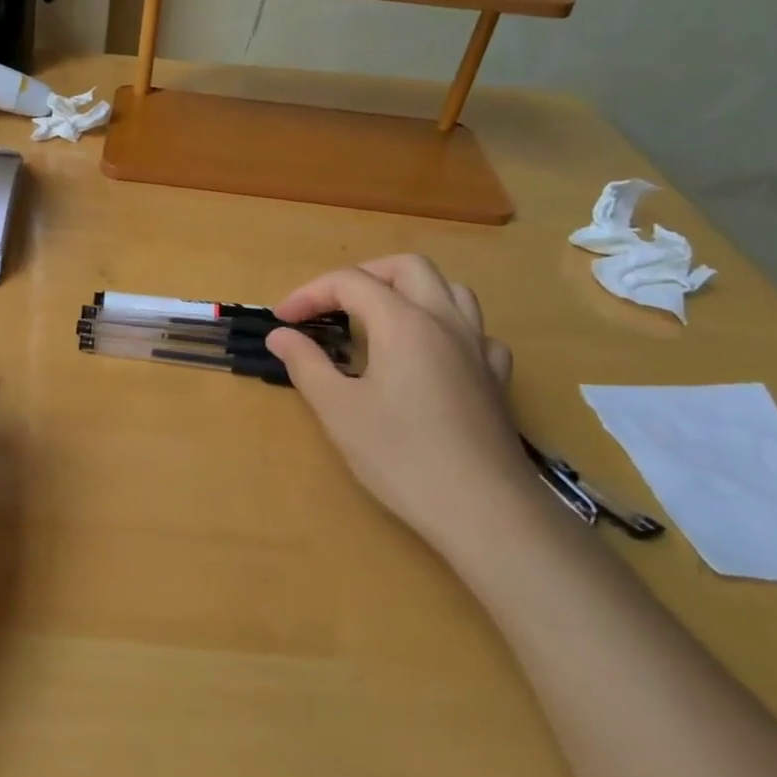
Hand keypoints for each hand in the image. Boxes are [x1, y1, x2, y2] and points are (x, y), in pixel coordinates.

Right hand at [266, 255, 536, 556]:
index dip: (310, 294)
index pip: (350, 282)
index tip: (282, 320)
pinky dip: (446, 327)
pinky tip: (431, 354)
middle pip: (406, 267)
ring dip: (409, 291)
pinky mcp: (496, 377)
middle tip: (331, 306)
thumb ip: (306, 363)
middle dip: (362, 276)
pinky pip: (474, 330)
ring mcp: (478, 347)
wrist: (483, 509)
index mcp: (404, 323)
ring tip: (380, 318)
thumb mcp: (338, 410)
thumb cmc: (401, 456)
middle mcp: (445, 321)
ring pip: (449, 289)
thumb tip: (280, 334)